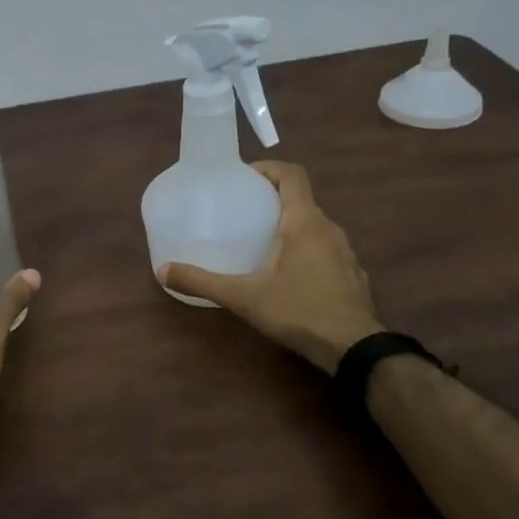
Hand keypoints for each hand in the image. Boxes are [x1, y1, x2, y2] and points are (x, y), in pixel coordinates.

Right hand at [160, 160, 381, 372]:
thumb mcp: (244, 297)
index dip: (268, 168)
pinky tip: (286, 275)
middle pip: (300, 200)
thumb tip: (162, 270)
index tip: (243, 178)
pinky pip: (324, 249)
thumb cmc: (300, 311)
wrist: (356, 350)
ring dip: (289, 227)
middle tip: (241, 213)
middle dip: (271, 201)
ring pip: (313, 226)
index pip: (292, 174)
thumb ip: (203, 282)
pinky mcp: (351, 275)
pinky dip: (304, 250)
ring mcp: (345, 252)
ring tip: (259, 243)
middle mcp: (329, 229)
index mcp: (305, 222)